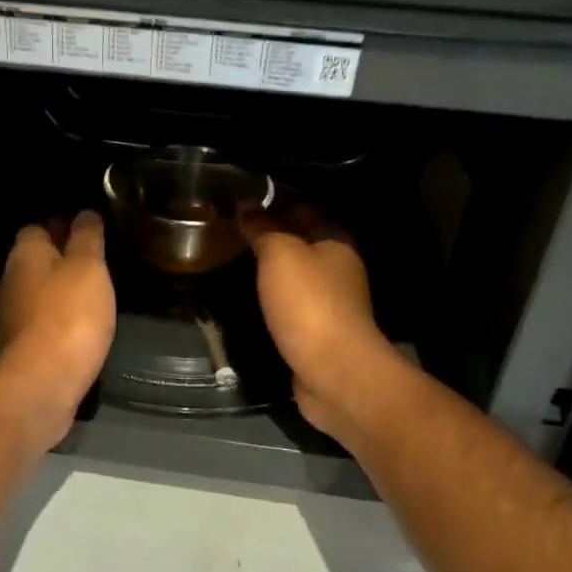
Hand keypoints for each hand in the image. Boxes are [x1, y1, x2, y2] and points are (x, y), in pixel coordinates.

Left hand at [0, 211, 116, 446]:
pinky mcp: (22, 346)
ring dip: (62, 291)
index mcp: (25, 253)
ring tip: (95, 293)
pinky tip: (83, 325)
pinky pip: (44, 321)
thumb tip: (83, 213)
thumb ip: (87, 237)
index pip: (38, 226)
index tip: (89, 231)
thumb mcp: (88, 266)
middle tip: (98, 262)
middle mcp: (11, 279)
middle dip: (62, 258)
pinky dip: (61, 319)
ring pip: (40, 291)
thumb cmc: (68, 315)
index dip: (62, 225)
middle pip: (37, 259)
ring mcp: (13, 316)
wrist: (42, 383)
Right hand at [241, 204, 402, 439]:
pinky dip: (275, 295)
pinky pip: (294, 301)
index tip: (241, 201)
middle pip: (301, 240)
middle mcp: (339, 265)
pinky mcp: (321, 329)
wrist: (333, 369)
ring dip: (273, 267)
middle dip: (271, 233)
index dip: (273, 201)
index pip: (303, 207)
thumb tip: (246, 205)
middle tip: (232, 229)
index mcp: (336, 239)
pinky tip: (254, 295)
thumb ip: (262, 228)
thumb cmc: (308, 302)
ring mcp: (332, 300)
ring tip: (237, 258)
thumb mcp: (279, 254)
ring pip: (297, 272)